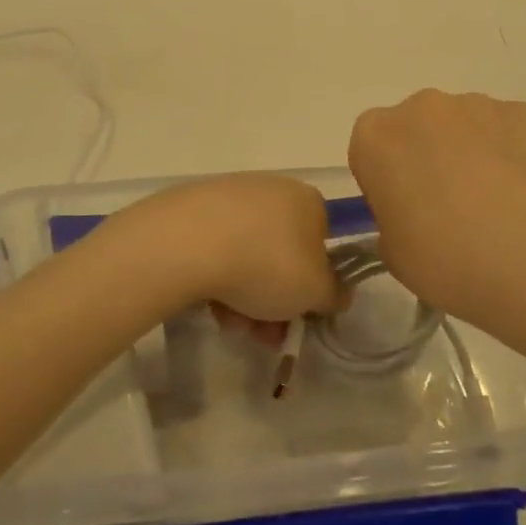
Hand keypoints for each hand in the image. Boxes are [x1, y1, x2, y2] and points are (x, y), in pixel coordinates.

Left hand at [100, 174, 341, 333]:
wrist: (188, 244)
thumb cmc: (267, 264)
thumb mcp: (315, 291)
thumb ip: (333, 294)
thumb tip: (336, 293)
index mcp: (307, 200)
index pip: (321, 242)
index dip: (314, 284)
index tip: (300, 316)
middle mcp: (271, 189)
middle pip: (281, 255)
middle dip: (275, 301)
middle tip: (264, 335)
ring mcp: (229, 196)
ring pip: (247, 257)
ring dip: (245, 298)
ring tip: (231, 323)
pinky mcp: (193, 208)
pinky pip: (215, 250)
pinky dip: (216, 278)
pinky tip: (208, 303)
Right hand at [349, 91, 525, 329]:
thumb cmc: (446, 260)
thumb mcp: (392, 253)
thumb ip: (391, 219)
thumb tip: (414, 212)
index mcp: (375, 137)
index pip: (369, 149)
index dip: (385, 180)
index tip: (404, 212)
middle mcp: (421, 107)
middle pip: (415, 128)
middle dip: (426, 157)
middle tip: (448, 208)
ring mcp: (476, 104)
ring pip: (462, 126)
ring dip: (469, 152)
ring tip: (494, 205)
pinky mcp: (523, 113)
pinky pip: (505, 131)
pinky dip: (510, 154)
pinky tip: (524, 195)